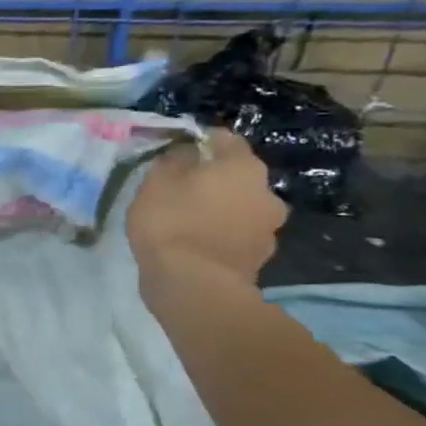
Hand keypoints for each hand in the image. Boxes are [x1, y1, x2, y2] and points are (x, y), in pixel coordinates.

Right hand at [128, 129, 285, 286]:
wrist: (194, 285)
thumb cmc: (171, 222)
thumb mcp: (156, 181)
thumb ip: (175, 159)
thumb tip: (189, 152)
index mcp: (243, 166)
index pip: (224, 139)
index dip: (199, 142)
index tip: (176, 153)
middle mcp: (267, 192)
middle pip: (237, 176)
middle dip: (214, 180)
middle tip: (181, 191)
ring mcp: (269, 228)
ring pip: (240, 207)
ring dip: (220, 209)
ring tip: (187, 222)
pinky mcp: (260, 258)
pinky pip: (237, 236)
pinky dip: (221, 235)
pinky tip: (196, 245)